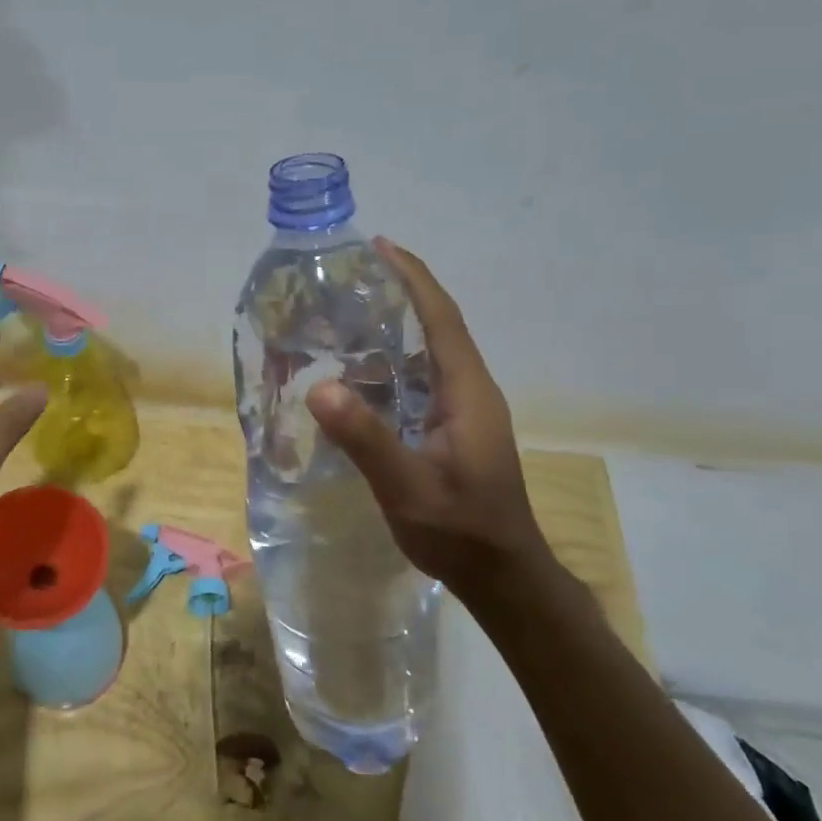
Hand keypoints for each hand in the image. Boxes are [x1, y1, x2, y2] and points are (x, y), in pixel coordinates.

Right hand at [306, 239, 549, 590]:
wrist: (502, 574)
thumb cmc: (460, 530)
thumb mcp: (408, 487)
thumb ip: (366, 439)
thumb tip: (320, 387)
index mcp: (467, 390)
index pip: (442, 317)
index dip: (413, 277)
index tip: (380, 246)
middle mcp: (470, 389)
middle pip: (439, 324)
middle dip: (403, 291)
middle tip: (352, 275)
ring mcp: (466, 410)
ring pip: (431, 350)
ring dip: (398, 324)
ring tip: (350, 312)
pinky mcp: (455, 428)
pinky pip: (424, 376)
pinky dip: (395, 358)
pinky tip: (362, 371)